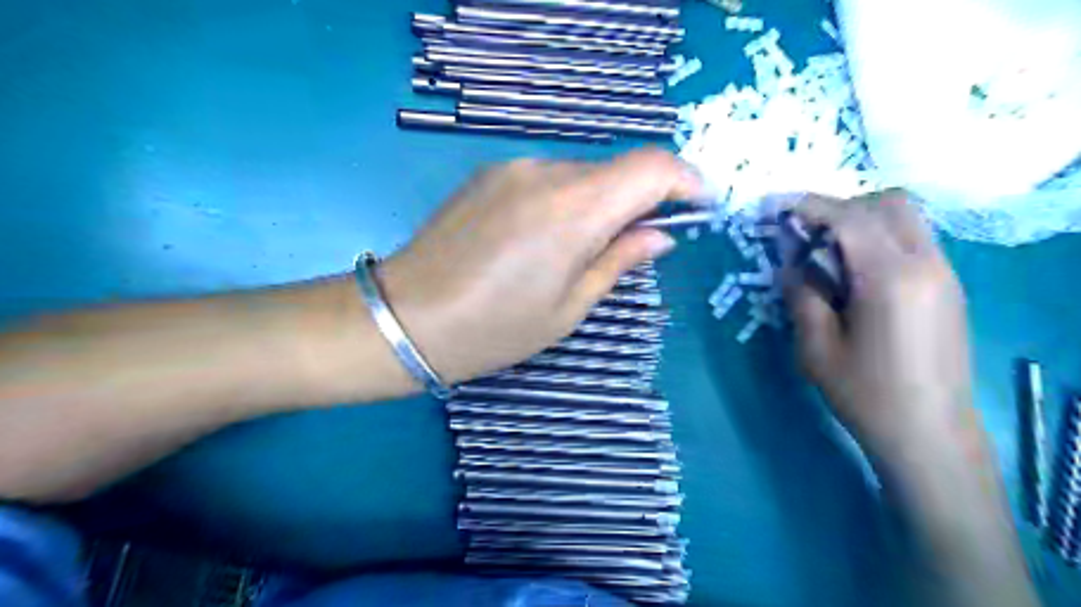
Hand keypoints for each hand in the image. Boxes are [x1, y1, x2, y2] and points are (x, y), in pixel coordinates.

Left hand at [377, 148, 707, 382]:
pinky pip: (544, 180)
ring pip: (579, 175)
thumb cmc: (494, 328)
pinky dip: (562, 202)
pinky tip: (537, 241)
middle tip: (630, 247)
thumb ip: (619, 261)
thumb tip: (659, 235)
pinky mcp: (487, 175)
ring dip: (595, 204)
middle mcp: (546, 172)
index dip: (685, 180)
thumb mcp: (569, 308)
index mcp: (576, 208)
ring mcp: (512, 169)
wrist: (406, 317)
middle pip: (614, 171)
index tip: (697, 206)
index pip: (652, 167)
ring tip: (573, 253)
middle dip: (636, 202)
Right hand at [786, 188, 971, 460]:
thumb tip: (792, 263)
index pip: (849, 218)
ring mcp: (944, 274)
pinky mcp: (948, 287)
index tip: (776, 207)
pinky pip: (913, 241)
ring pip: (905, 218)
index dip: (809, 205)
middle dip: (840, 206)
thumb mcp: (816, 347)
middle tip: (804, 232)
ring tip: (825, 251)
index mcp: (890, 278)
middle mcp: (925, 264)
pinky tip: (853, 272)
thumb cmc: (865, 394)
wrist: (929, 433)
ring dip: (861, 220)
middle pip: (887, 204)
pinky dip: (879, 239)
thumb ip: (801, 294)